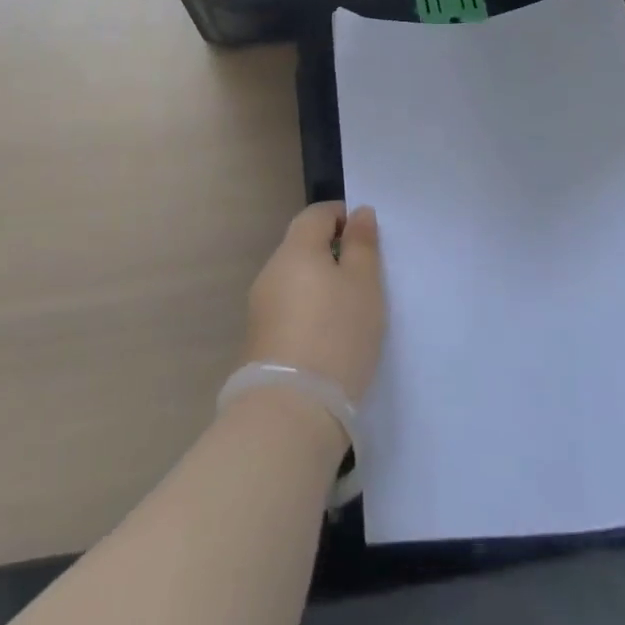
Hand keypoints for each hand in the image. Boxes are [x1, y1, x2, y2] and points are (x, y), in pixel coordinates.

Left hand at [243, 201, 385, 401]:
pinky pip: (288, 309)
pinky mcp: (258, 340)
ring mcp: (260, 307)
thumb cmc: (336, 336)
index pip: (317, 214)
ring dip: (319, 285)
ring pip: (295, 279)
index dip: (343, 217)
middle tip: (364, 278)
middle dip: (332, 253)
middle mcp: (271, 271)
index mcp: (295, 249)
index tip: (367, 239)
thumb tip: (359, 213)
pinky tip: (327, 337)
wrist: (291, 411)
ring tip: (349, 312)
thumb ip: (362, 244)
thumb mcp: (364, 285)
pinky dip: (308, 312)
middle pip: (303, 246)